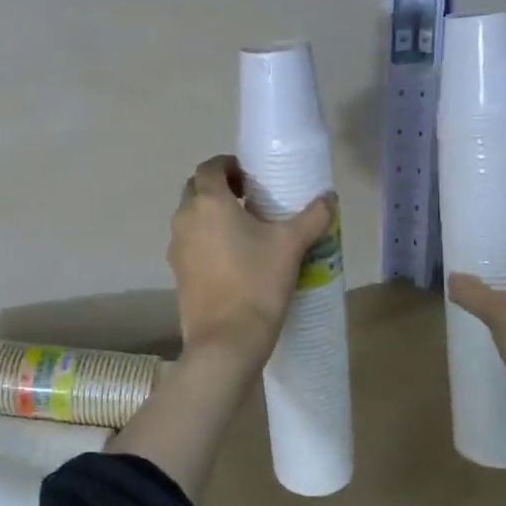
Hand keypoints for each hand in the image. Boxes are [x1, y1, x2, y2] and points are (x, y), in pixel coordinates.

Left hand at [168, 155, 334, 365]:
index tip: (251, 177)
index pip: (210, 167)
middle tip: (250, 199)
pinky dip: (206, 239)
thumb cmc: (257, 283)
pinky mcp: (177, 271)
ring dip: (212, 214)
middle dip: (220, 188)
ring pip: (191, 217)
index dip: (229, 165)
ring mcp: (176, 246)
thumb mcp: (290, 246)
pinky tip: (233, 258)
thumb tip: (329, 197)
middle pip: (196, 189)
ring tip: (245, 229)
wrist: (226, 340)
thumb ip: (312, 216)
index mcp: (208, 202)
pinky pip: (190, 242)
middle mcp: (185, 218)